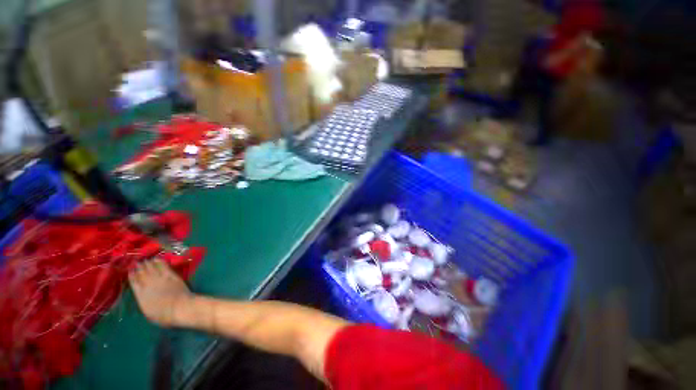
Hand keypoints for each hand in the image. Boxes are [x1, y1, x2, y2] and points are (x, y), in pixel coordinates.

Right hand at [128, 259, 192, 326]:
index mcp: (141, 295)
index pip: (134, 283)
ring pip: (151, 268)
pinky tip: (157, 259)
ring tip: (145, 259)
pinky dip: (159, 262)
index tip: (130, 270)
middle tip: (137, 262)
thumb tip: (143, 295)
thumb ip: (144, 301)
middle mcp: (148, 285)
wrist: (180, 307)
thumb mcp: (148, 311)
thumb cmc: (163, 315)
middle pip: (142, 274)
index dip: (131, 275)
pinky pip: (164, 266)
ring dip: (148, 263)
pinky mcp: (171, 276)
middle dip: (139, 267)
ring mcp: (160, 279)